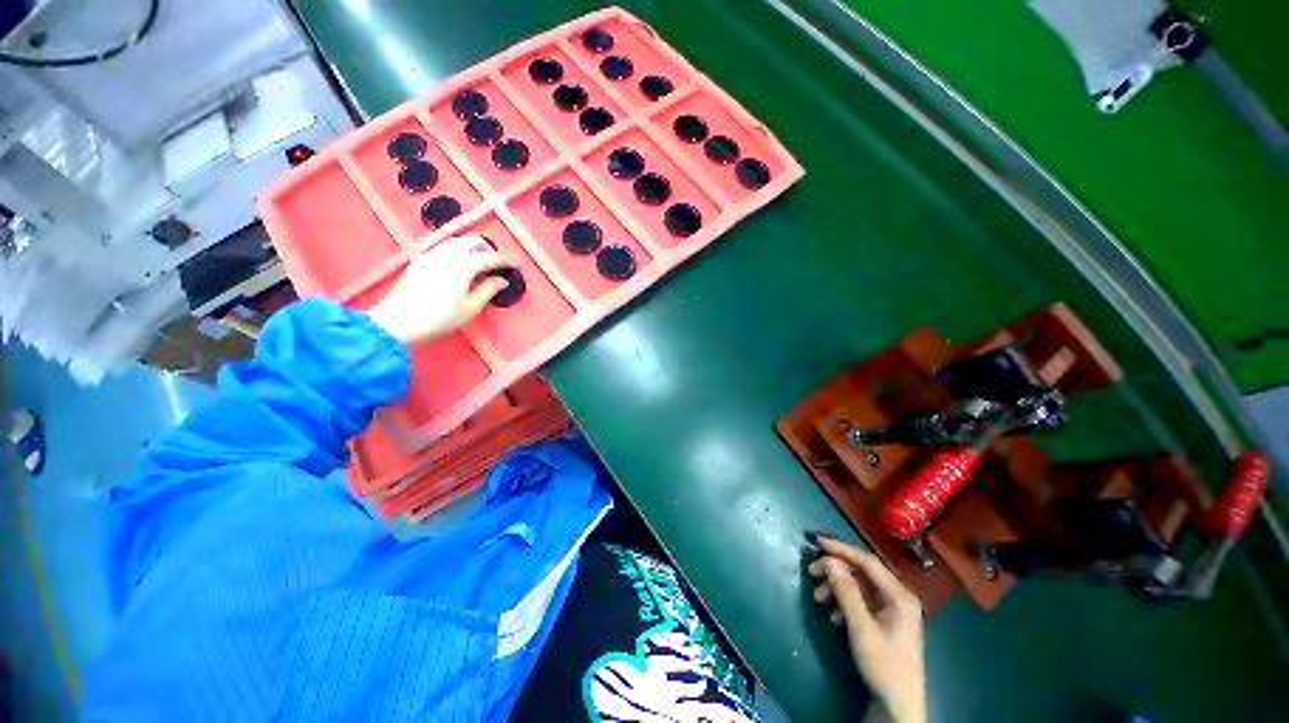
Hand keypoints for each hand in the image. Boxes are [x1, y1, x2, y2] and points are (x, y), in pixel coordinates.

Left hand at [367, 234, 512, 343]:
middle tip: (496, 264)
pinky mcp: (420, 260)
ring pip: (456, 241)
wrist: (398, 321)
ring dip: (471, 248)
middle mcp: (447, 254)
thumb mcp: (470, 308)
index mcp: (463, 266)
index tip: (516, 266)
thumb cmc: (439, 318)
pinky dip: (456, 251)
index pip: (491, 257)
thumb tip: (502, 281)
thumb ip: (488, 291)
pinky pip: (443, 247)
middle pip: (472, 240)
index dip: (506, 261)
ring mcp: (431, 254)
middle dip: (488, 249)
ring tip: (478, 264)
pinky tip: (457, 266)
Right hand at [808, 536, 926, 722]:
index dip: (841, 549)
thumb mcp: (861, 628)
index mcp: (899, 595)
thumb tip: (829, 561)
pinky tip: (833, 616)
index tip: (816, 542)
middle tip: (811, 573)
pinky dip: (843, 602)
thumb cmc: (883, 665)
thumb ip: (846, 592)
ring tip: (818, 599)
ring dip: (836, 588)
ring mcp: (892, 609)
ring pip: (859, 586)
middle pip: (862, 572)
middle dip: (835, 571)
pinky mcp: (885, 620)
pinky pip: (860, 600)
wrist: (898, 705)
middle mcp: (898, 596)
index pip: (867, 561)